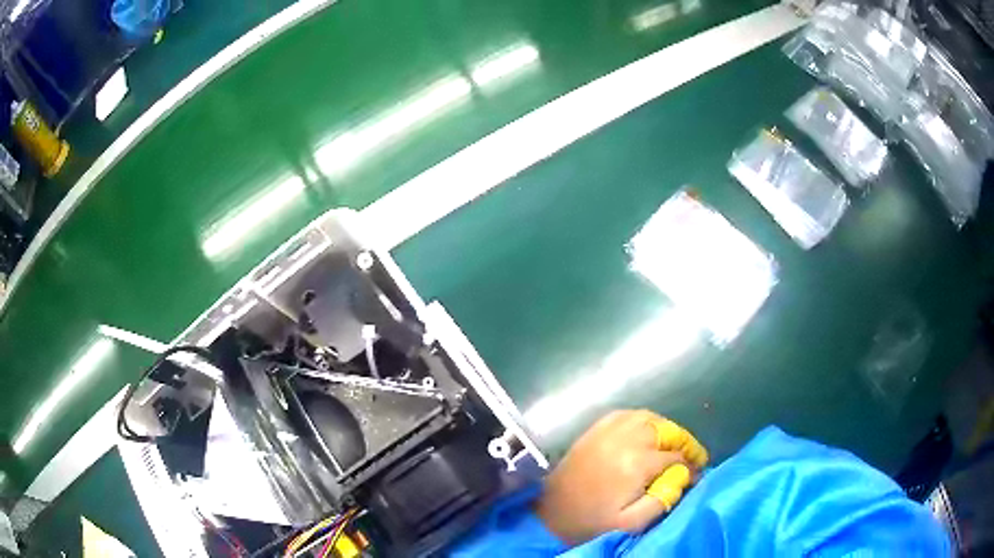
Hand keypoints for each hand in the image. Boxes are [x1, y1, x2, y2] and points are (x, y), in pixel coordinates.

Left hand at [534, 410, 701, 545]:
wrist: (550, 515)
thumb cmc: (591, 523)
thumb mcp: (632, 523)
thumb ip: (663, 498)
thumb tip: (685, 476)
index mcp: (636, 463)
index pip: (676, 457)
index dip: (692, 465)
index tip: (698, 474)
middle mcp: (625, 439)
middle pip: (666, 430)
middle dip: (683, 442)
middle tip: (691, 457)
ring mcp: (607, 431)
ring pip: (648, 418)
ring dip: (666, 429)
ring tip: (672, 445)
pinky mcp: (593, 431)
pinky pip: (625, 415)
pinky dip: (642, 420)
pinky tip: (646, 432)